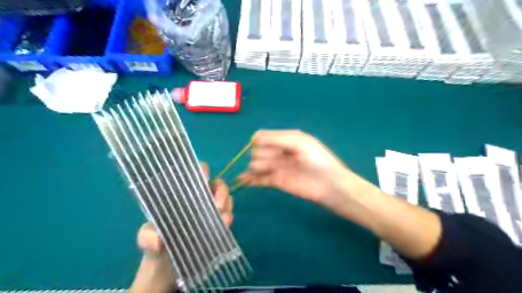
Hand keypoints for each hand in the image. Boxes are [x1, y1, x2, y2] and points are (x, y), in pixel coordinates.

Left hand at [129, 163, 231, 292]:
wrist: (167, 268)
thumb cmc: (156, 246)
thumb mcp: (146, 240)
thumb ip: (147, 237)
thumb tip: (158, 241)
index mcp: (182, 196)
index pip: (193, 176)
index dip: (201, 171)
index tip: (205, 177)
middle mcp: (198, 199)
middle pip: (216, 184)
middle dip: (221, 190)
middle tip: (217, 205)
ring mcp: (209, 211)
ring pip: (225, 197)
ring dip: (227, 203)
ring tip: (222, 217)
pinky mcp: (217, 223)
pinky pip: (228, 213)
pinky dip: (229, 216)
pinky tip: (225, 224)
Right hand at [239, 130, 353, 206]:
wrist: (330, 186)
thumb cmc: (317, 161)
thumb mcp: (300, 143)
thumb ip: (278, 138)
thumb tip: (255, 136)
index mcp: (287, 140)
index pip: (265, 137)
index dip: (259, 140)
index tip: (256, 144)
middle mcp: (281, 152)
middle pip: (261, 150)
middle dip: (260, 154)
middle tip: (270, 161)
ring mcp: (278, 167)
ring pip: (259, 164)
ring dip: (255, 166)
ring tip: (264, 169)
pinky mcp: (277, 181)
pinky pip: (260, 178)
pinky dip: (250, 179)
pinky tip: (242, 180)